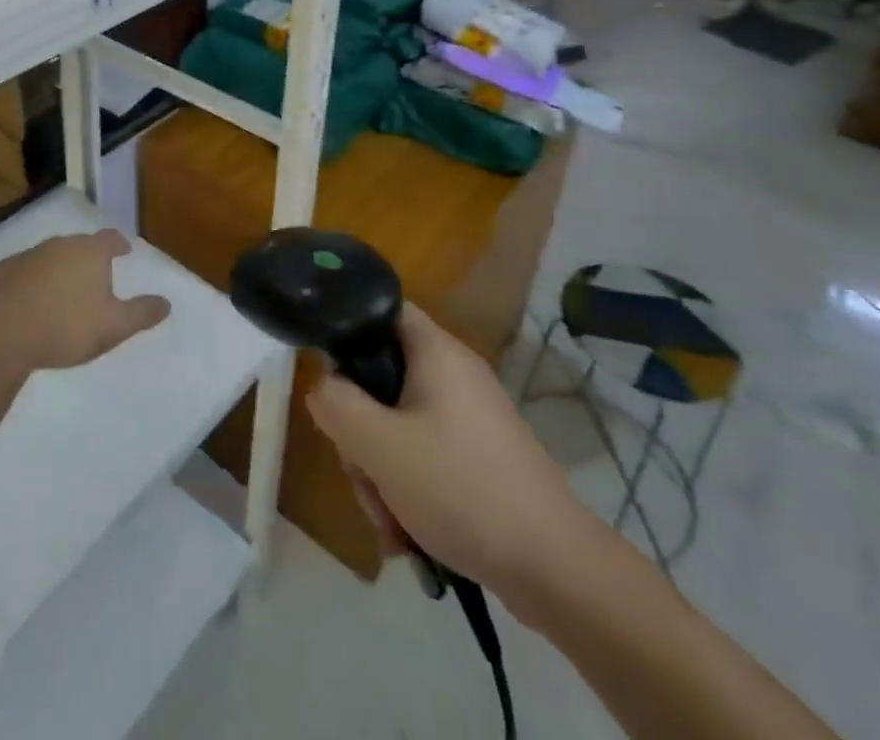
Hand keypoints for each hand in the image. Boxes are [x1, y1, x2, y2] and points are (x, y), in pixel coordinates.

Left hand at [0, 230, 170, 372]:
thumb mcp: (113, 326)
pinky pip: (22, 274)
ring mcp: (26, 256)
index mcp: (89, 252)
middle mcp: (58, 245)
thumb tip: (167, 303)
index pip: (110, 238)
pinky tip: (28, 304)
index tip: (124, 250)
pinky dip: (30, 283)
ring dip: (57, 271)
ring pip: (49, 258)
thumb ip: (141, 313)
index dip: (119, 243)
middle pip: (78, 246)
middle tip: (94, 277)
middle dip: (88, 258)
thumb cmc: (65, 326)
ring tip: (62, 294)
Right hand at [306, 305, 590, 608]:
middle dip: (361, 433)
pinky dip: (409, 490)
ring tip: (388, 523)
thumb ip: (336, 405)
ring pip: (400, 427)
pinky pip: (426, 458)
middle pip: (383, 380)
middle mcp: (455, 375)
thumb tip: (323, 387)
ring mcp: (470, 419)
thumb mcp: (378, 445)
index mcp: (436, 352)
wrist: (556, 570)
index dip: (348, 333)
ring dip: (381, 473)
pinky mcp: (480, 458)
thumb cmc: (460, 488)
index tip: (331, 380)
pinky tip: (407, 536)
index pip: (381, 311)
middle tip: (362, 473)